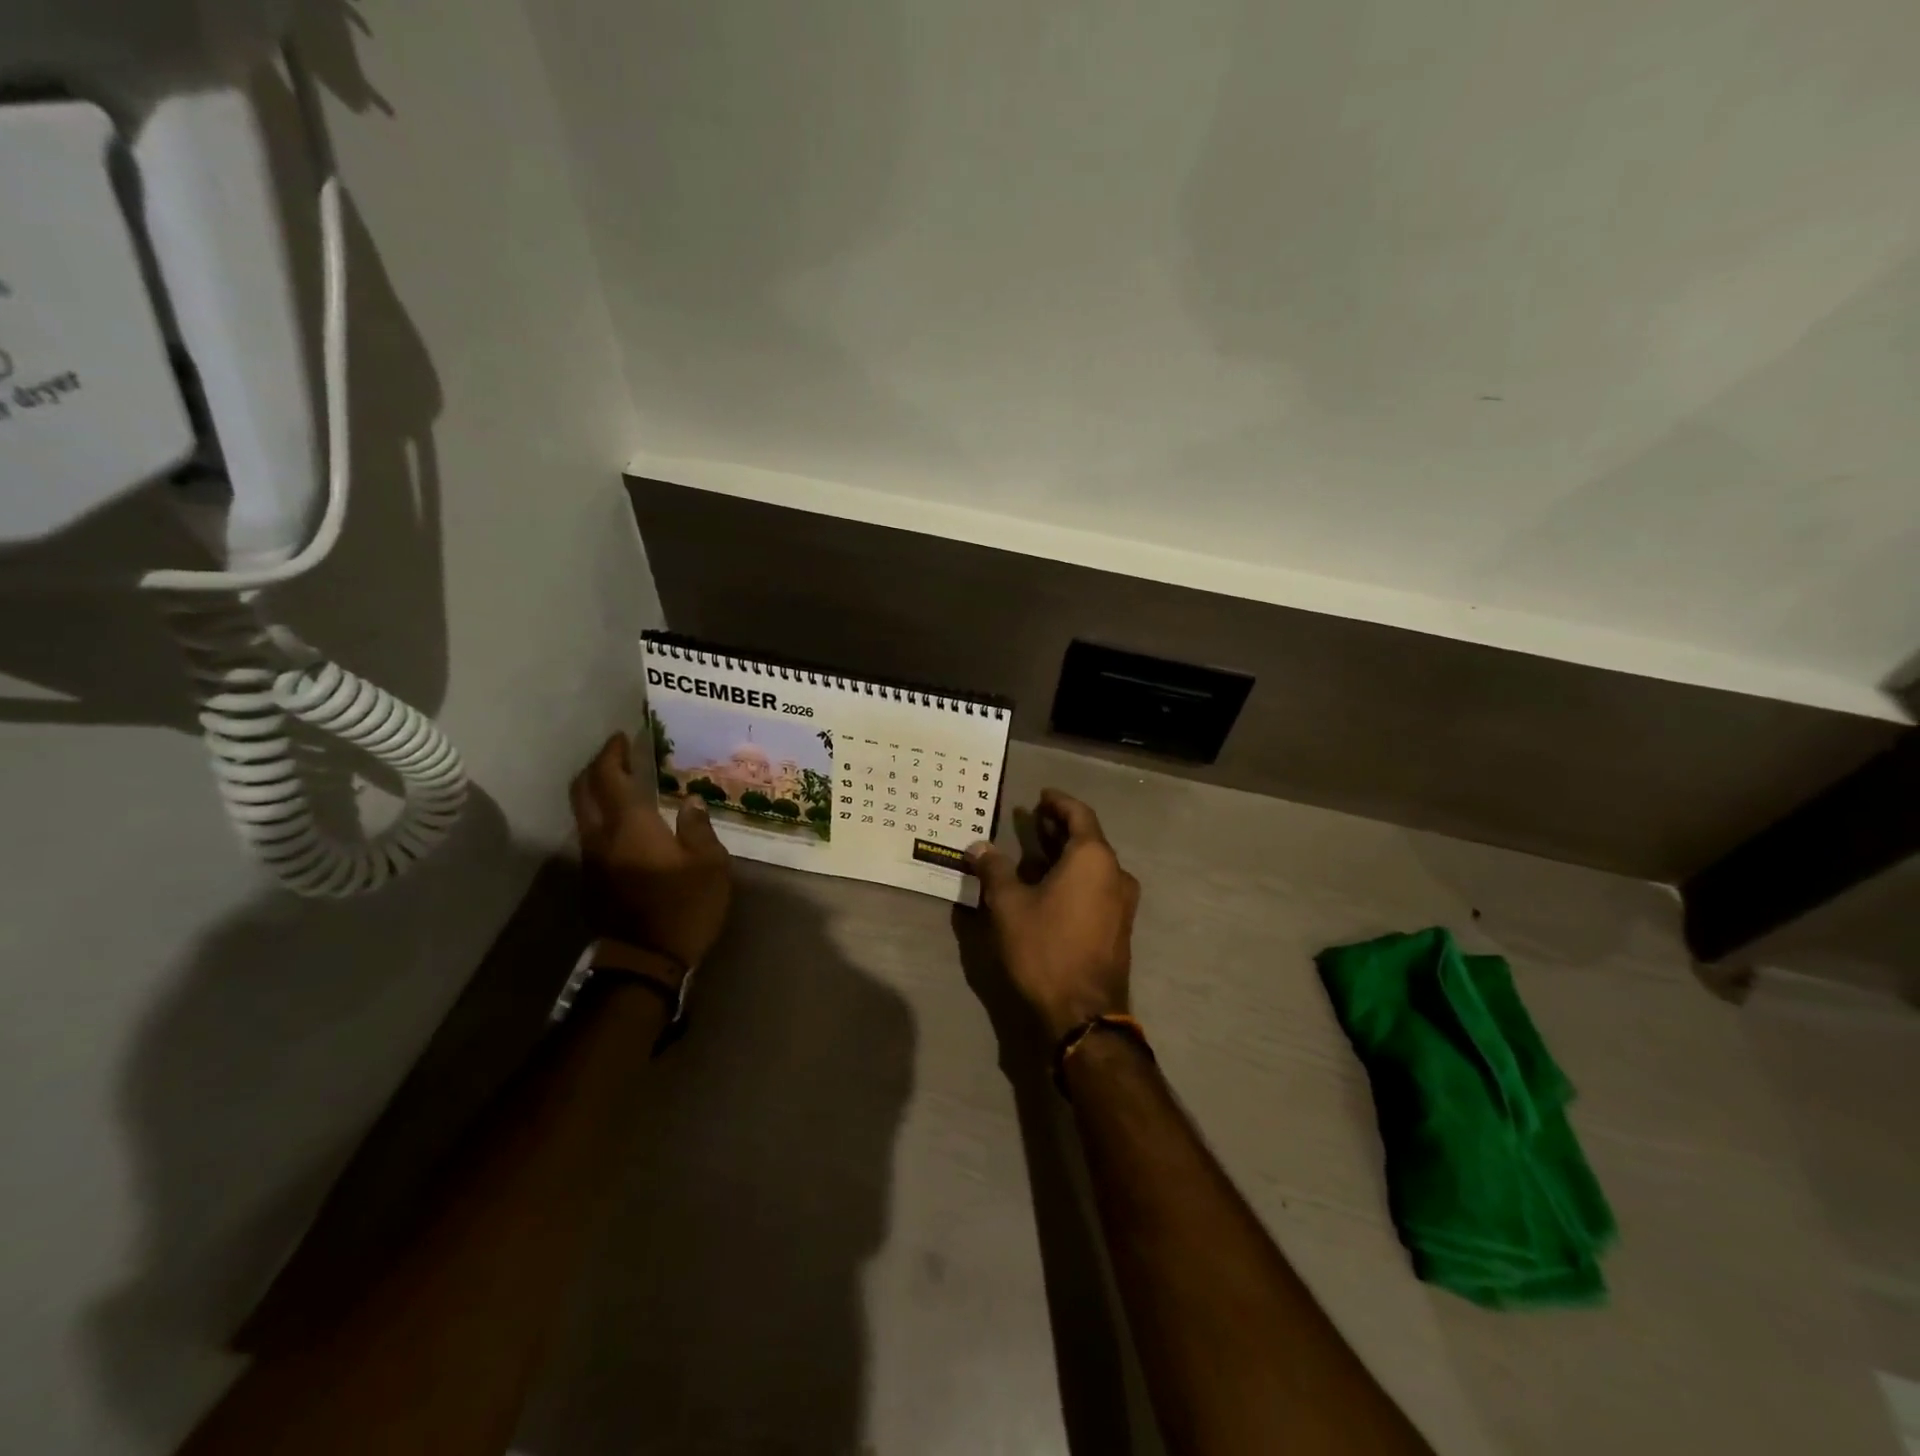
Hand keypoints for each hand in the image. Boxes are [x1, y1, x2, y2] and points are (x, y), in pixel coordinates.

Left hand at [570, 732, 732, 978]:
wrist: (644, 963)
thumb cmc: (684, 908)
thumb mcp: (710, 866)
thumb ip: (699, 829)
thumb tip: (691, 802)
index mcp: (631, 826)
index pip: (609, 777)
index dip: (612, 753)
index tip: (622, 737)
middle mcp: (601, 836)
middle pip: (583, 790)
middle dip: (596, 767)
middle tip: (618, 756)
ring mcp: (592, 860)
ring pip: (582, 813)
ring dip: (596, 793)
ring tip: (624, 786)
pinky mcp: (592, 880)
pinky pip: (590, 834)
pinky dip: (601, 817)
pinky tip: (627, 824)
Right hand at [967, 789, 1138, 1041]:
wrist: (1083, 1012)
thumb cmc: (1045, 948)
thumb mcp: (1008, 906)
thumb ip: (994, 870)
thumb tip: (978, 846)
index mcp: (1093, 858)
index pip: (1079, 814)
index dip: (1058, 803)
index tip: (1041, 797)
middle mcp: (1115, 874)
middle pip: (1087, 839)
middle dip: (1059, 829)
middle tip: (1032, 822)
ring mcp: (1122, 903)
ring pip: (1093, 865)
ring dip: (1065, 855)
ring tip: (1035, 853)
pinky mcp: (1119, 927)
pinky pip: (1097, 887)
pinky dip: (1074, 877)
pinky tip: (1050, 887)